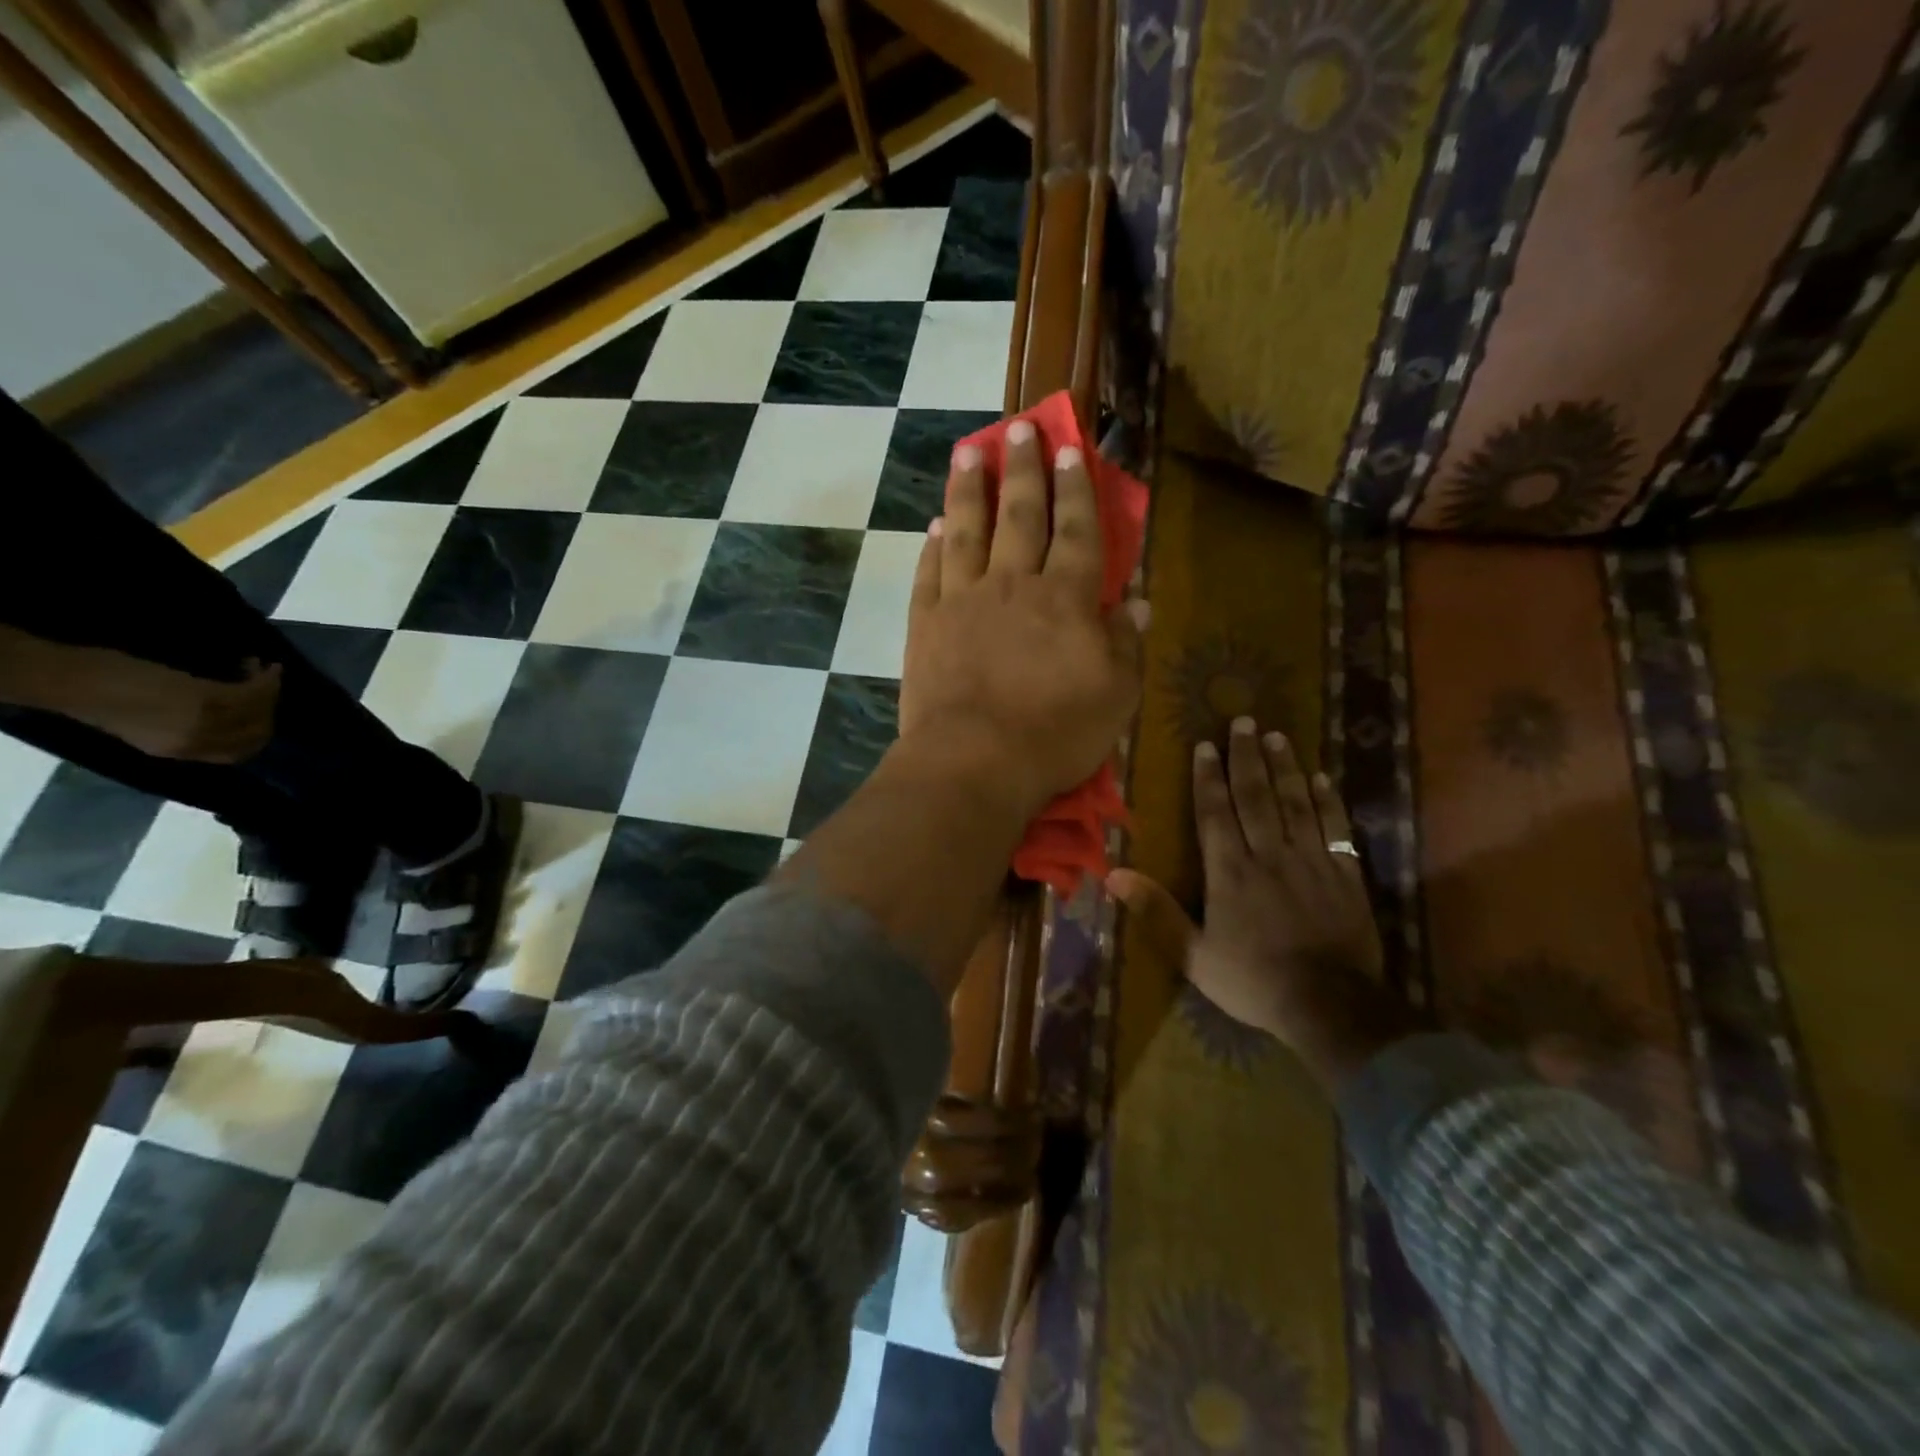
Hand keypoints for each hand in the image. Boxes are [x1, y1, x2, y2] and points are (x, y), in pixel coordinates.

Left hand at [65, 651, 282, 763]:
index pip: (240, 752)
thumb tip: (226, 719)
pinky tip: (259, 664)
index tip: (263, 712)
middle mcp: (196, 742)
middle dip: (269, 709)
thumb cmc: (100, 701)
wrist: (71, 682)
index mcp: (178, 753)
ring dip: (268, 688)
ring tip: (263, 669)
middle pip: (256, 732)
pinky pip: (248, 692)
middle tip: (267, 687)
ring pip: (257, 710)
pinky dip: (262, 678)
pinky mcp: (203, 699)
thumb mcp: (144, 728)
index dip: (259, 733)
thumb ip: (184, 730)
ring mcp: (200, 721)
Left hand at [898, 420, 1145, 816]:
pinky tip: (936, 526)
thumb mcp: (1116, 696)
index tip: (1073, 447)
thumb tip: (1135, 601)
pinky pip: (930, 574)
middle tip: (1022, 428)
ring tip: (970, 451)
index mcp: (1066, 598)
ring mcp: (963, 601)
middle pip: (1021, 515)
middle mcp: (1014, 585)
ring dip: (970, 488)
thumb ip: (1125, 644)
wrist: (974, 761)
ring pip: (968, 531)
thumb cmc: (1055, 733)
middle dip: (1024, 469)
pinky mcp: (926, 624)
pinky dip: (934, 547)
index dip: (1078, 488)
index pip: (1077, 531)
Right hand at [1108, 717, 1414, 1091]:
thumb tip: (1112, 875)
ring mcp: (1311, 862)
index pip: (1216, 813)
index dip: (1208, 777)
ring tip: (1277, 737)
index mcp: (1230, 872)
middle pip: (1256, 796)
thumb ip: (1156, 912)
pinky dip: (1327, 801)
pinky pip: (1335, 828)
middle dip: (1246, 757)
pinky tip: (1320, 778)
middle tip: (1244, 721)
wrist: (1331, 1008)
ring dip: (1284, 768)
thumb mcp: (1193, 956)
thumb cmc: (1254, 981)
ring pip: (1295, 803)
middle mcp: (1269, 855)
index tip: (1205, 744)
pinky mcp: (1345, 875)